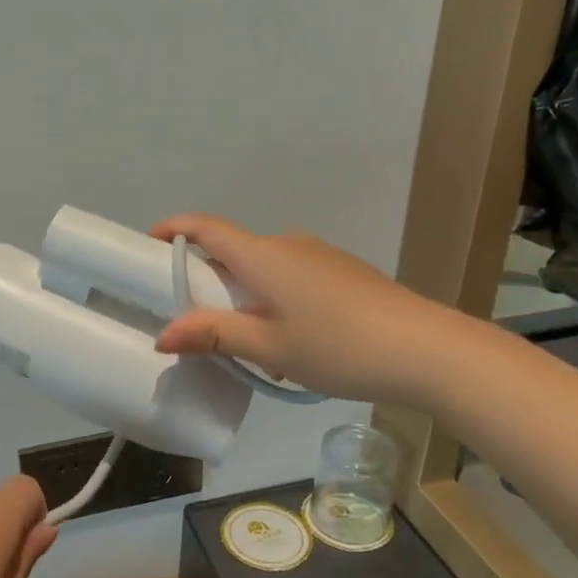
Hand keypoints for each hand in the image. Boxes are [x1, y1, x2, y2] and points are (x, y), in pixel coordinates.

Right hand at [150, 213, 461, 407]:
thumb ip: (215, 336)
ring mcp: (320, 256)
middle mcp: (289, 245)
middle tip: (196, 322)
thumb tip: (164, 335)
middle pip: (234, 252)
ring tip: (249, 348)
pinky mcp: (343, 272)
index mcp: (263, 256)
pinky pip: (292, 278)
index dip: (174, 230)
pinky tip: (291, 345)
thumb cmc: (339, 346)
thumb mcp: (270, 348)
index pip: (206, 228)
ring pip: (265, 270)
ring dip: (245, 297)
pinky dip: (274, 300)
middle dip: (209, 281)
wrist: (426, 349)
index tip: (150, 245)